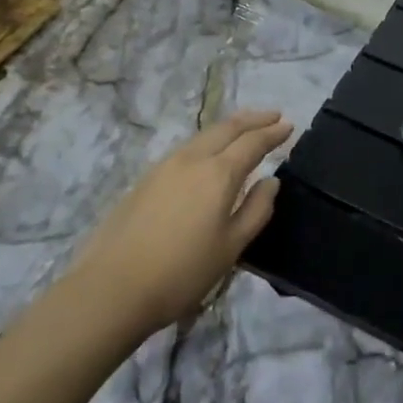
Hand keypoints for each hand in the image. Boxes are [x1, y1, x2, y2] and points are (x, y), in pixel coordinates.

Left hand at [68, 109, 293, 336]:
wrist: (113, 287)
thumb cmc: (182, 272)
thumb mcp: (231, 247)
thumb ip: (256, 210)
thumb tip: (270, 181)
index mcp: (218, 174)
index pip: (252, 142)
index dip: (272, 133)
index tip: (289, 125)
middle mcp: (192, 159)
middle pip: (226, 128)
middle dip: (252, 119)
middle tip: (273, 115)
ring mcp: (164, 166)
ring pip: (203, 135)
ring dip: (228, 128)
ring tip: (244, 129)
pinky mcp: (146, 179)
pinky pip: (187, 148)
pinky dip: (208, 141)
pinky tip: (209, 154)